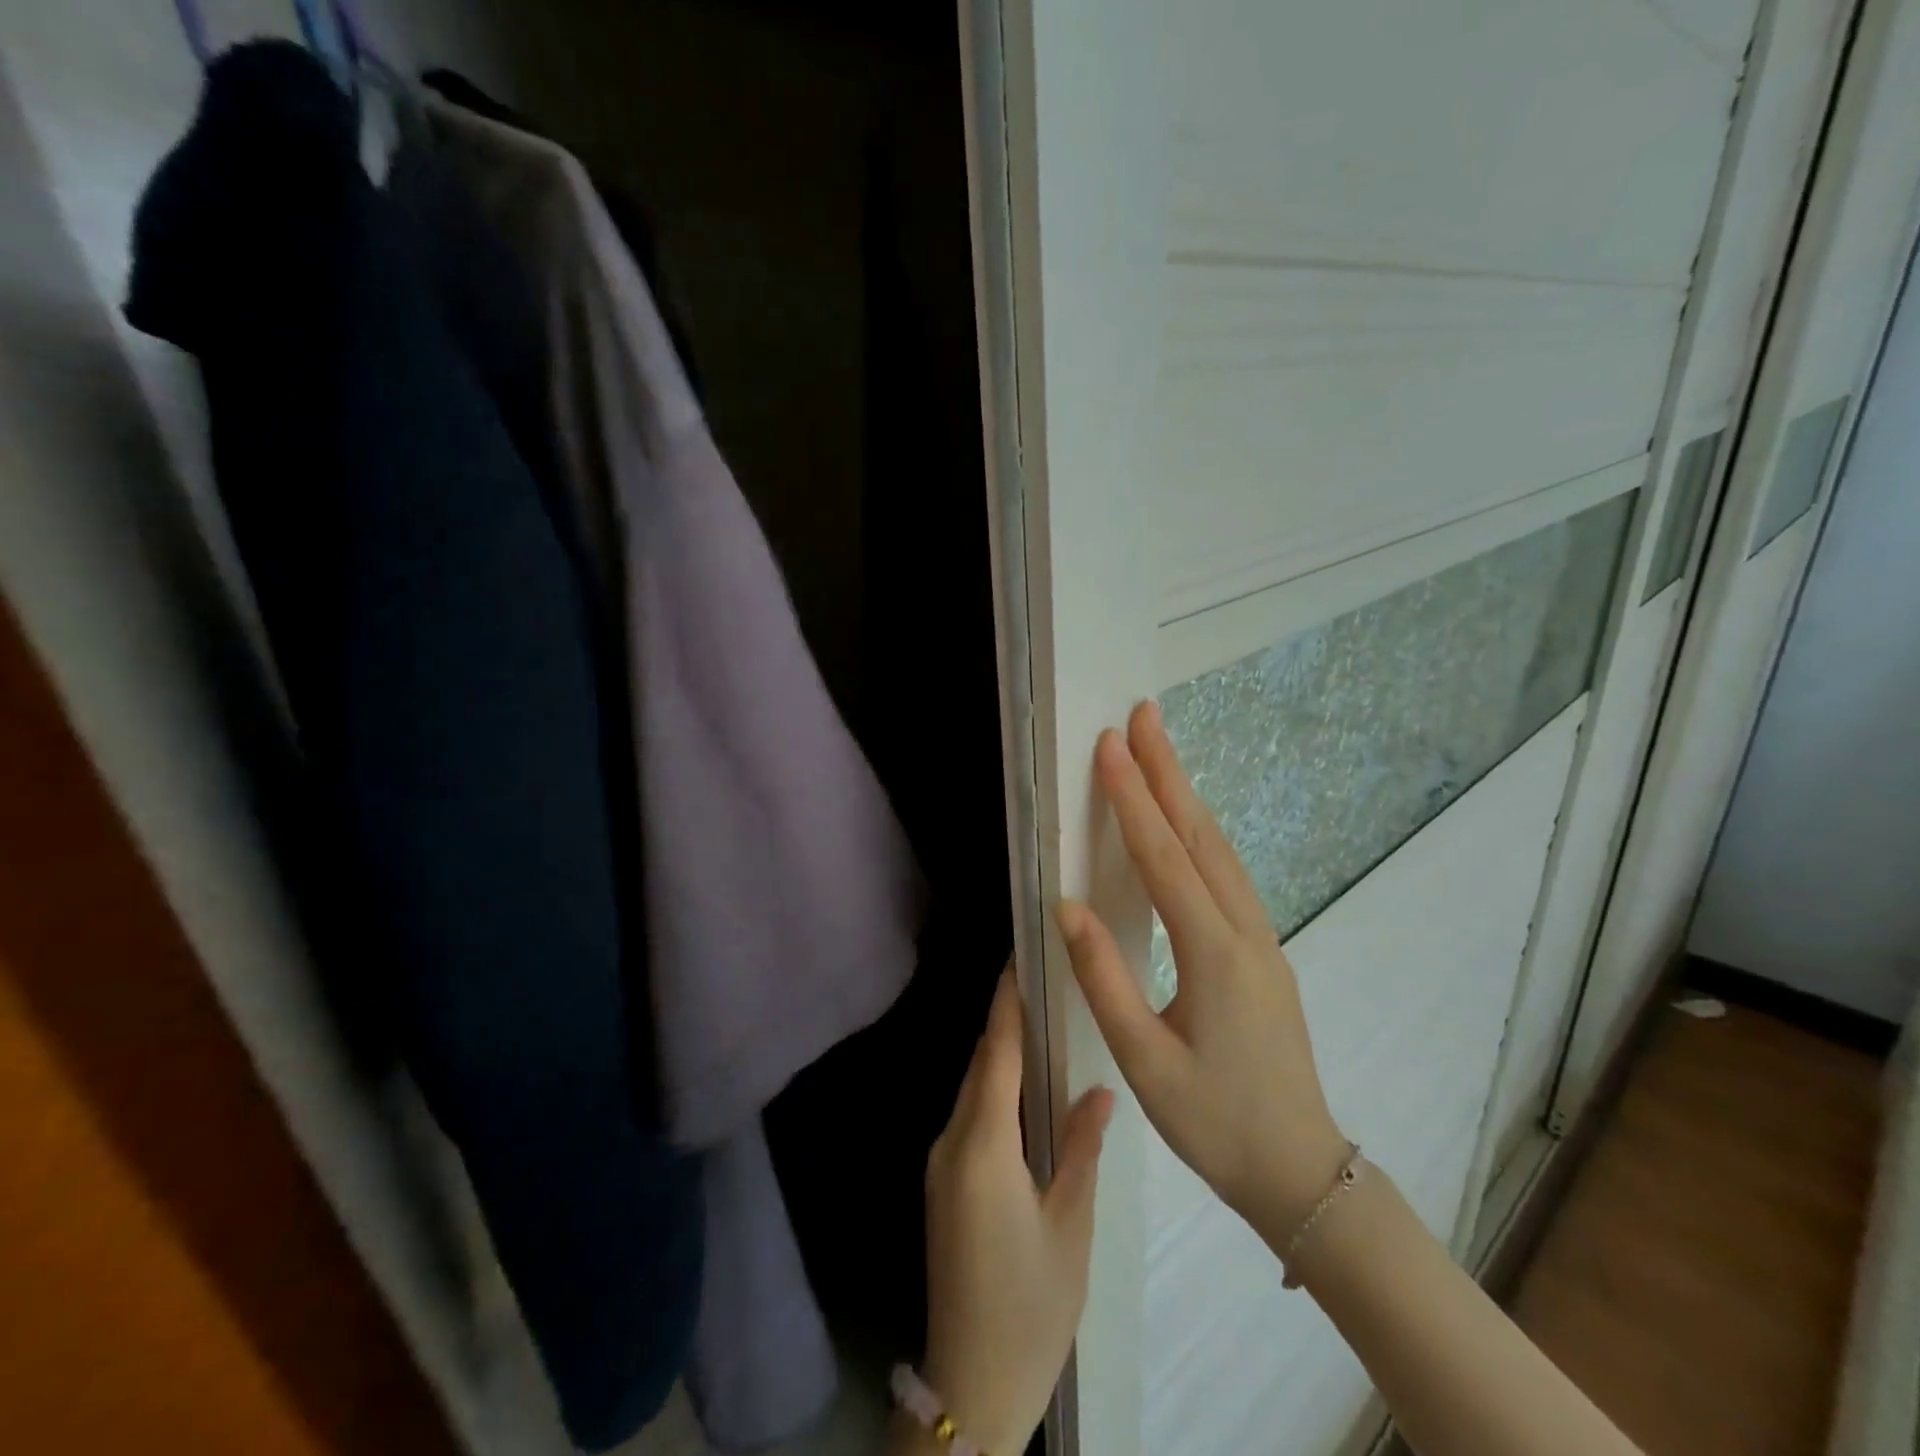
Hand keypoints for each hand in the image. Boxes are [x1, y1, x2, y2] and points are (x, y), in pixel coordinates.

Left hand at [917, 970, 1112, 1454]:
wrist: (972, 1382)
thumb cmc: (1032, 1306)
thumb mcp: (1071, 1226)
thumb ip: (1082, 1149)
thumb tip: (1100, 1089)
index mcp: (983, 1146)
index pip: (995, 1054)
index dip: (1006, 1004)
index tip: (1018, 959)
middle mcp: (951, 1142)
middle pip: (981, 1065)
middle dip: (1006, 1021)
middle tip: (1042, 982)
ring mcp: (941, 1162)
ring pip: (973, 1089)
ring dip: (1000, 1054)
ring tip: (1041, 1024)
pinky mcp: (943, 1183)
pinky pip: (969, 1116)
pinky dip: (994, 1089)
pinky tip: (1024, 1088)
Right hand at [1054, 701, 1349, 1242]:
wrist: (1299, 1168)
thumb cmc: (1214, 1121)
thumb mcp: (1144, 1060)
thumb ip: (1102, 979)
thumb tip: (1066, 907)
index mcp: (1213, 954)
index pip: (1164, 858)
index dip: (1133, 799)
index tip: (1110, 746)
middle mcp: (1244, 932)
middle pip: (1201, 835)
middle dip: (1169, 772)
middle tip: (1144, 717)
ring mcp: (1261, 940)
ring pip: (1220, 850)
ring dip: (1187, 796)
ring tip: (1159, 752)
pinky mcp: (1263, 952)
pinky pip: (1228, 874)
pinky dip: (1201, 833)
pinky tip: (1186, 823)